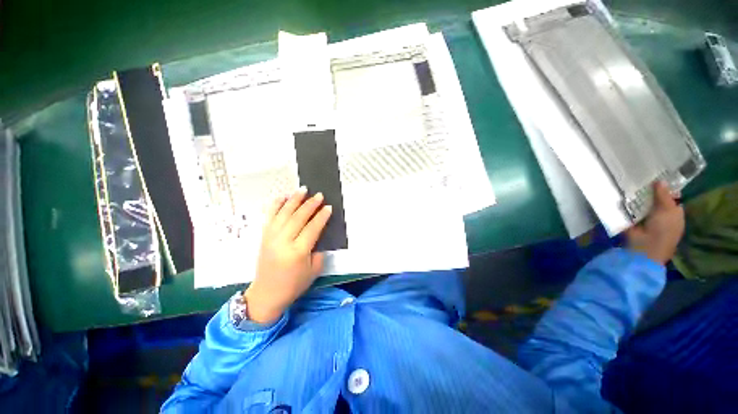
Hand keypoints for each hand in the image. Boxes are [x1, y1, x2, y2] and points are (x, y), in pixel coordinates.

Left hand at [244, 187, 331, 323]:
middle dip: (310, 204)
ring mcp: (271, 237)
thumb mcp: (314, 271)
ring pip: (284, 214)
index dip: (321, 216)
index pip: (312, 228)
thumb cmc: (294, 285)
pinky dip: (275, 205)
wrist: (266, 294)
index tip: (328, 207)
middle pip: (298, 217)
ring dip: (294, 200)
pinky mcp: (264, 237)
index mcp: (297, 252)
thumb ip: (318, 251)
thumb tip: (318, 236)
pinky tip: (282, 197)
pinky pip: (269, 217)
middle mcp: (283, 241)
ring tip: (303, 190)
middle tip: (319, 195)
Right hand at [626, 181, 684, 263]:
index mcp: (674, 212)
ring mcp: (645, 217)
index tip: (657, 174)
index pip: (671, 196)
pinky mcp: (630, 219)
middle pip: (655, 198)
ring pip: (641, 202)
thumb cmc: (663, 230)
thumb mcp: (667, 210)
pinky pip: (629, 208)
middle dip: (649, 189)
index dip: (665, 186)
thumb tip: (660, 180)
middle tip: (641, 175)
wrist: (644, 247)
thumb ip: (664, 195)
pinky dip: (626, 202)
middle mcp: (661, 213)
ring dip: (636, 195)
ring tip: (629, 181)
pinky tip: (622, 192)